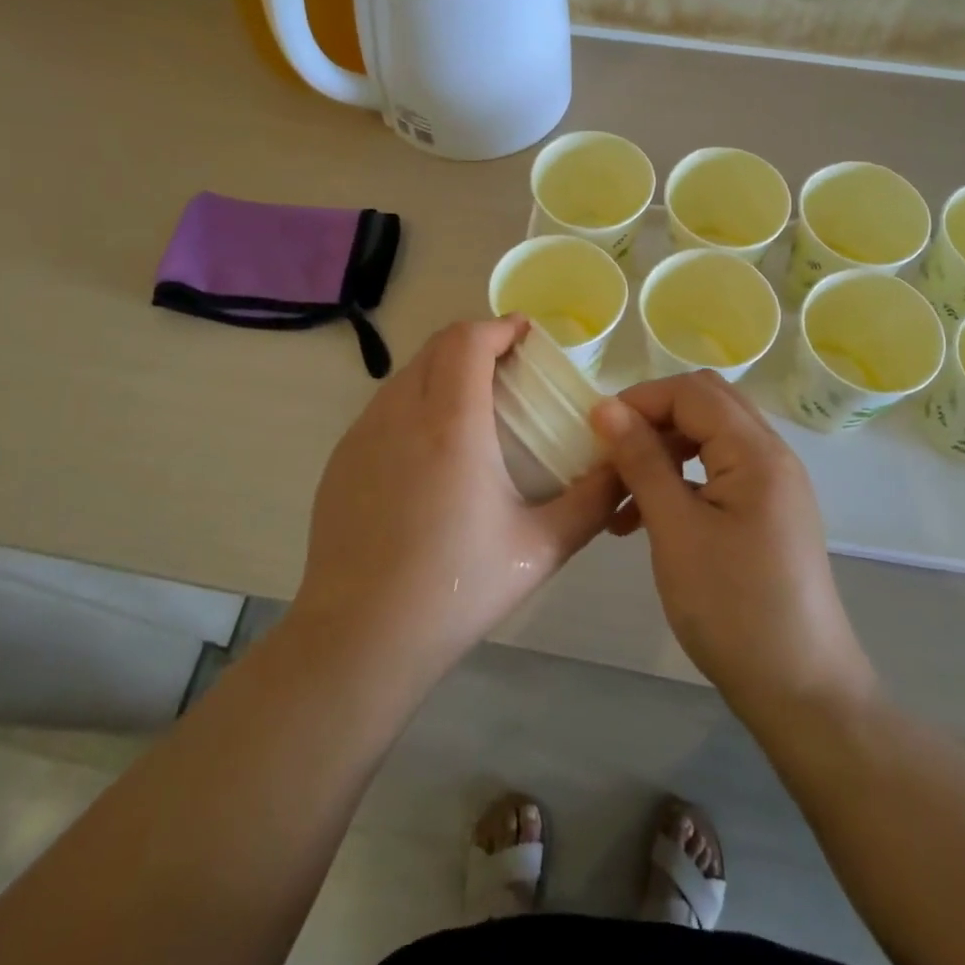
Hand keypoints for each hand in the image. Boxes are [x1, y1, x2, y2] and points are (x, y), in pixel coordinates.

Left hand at [292, 317, 621, 682]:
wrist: (360, 639)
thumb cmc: (457, 588)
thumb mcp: (542, 547)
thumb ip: (593, 501)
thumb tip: (625, 466)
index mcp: (450, 423)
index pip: (467, 340)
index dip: (499, 325)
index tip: (526, 335)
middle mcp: (399, 414)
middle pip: (435, 346)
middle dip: (474, 342)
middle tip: (508, 367)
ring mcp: (361, 435)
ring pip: (405, 375)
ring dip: (442, 370)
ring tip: (472, 404)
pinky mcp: (340, 460)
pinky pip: (382, 408)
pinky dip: (413, 401)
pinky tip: (429, 450)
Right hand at [591, 371, 876, 719]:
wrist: (801, 692)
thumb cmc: (733, 608)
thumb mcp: (675, 530)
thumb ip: (642, 461)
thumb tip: (605, 407)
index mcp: (756, 452)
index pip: (691, 392)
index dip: (639, 400)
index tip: (595, 432)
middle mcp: (772, 455)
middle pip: (705, 405)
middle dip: (652, 419)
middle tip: (610, 453)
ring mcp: (773, 485)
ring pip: (709, 438)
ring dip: (663, 451)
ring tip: (619, 496)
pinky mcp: (767, 513)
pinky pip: (718, 472)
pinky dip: (680, 480)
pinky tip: (645, 519)